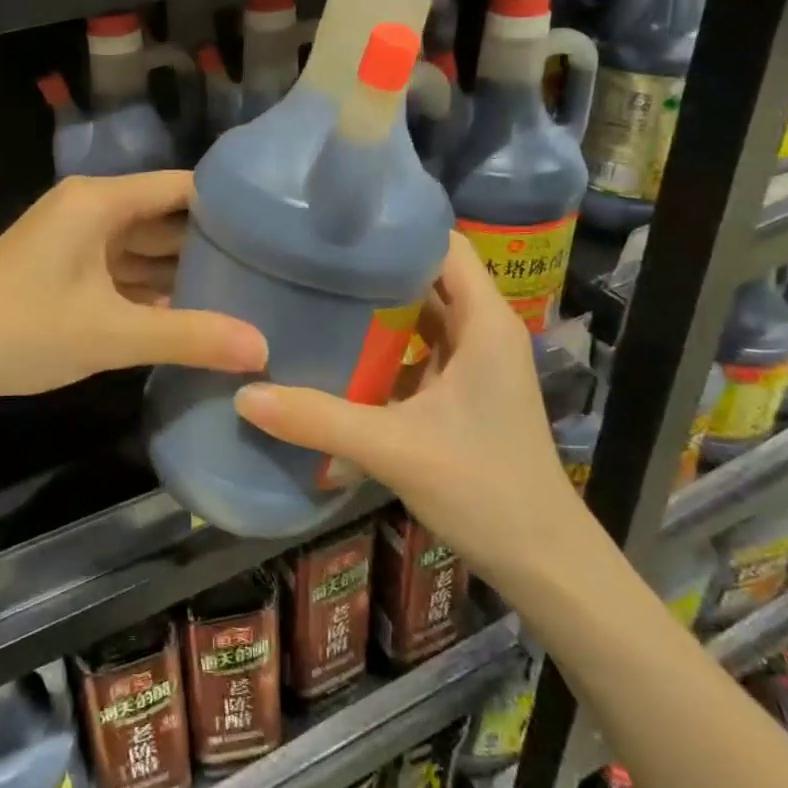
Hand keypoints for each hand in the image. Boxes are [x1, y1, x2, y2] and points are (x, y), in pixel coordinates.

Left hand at [0, 172, 267, 405]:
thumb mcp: (110, 334)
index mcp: (100, 201)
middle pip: (164, 218)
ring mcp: (74, 242)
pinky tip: (189, 316)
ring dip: (181, 272)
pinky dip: (150, 292)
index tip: (277, 231)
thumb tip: (263, 349)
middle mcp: (90, 210)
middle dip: (210, 245)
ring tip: (243, 294)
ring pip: (142, 249)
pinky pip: (120, 272)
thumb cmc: (21, 329)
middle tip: (271, 271)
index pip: (181, 188)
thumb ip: (189, 338)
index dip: (228, 206)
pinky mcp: (64, 271)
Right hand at [232, 233, 584, 592]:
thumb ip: (318, 419)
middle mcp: (483, 331)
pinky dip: (382, 343)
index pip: (442, 244)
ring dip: (375, 304)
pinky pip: (416, 349)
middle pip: (426, 274)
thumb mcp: (394, 449)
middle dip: (373, 263)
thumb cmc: (485, 490)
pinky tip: (337, 348)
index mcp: (485, 322)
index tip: (337, 222)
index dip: (395, 225)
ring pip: (420, 313)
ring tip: (314, 289)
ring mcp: (473, 364)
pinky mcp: (460, 393)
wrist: (543, 565)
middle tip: (309, 254)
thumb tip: (244, 395)